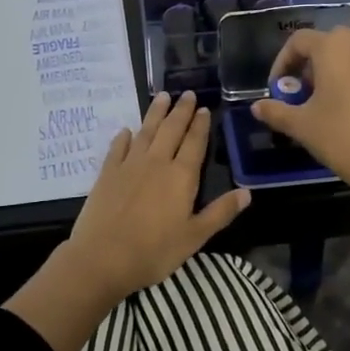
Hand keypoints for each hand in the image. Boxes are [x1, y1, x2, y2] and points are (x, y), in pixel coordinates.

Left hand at [61, 90, 250, 301]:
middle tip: (187, 93)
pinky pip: (117, 148)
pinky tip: (126, 131)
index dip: (200, 125)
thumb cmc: (154, 251)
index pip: (194, 143)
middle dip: (181, 111)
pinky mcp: (107, 173)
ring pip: (145, 132)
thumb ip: (220, 212)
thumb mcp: (194, 237)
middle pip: (171, 130)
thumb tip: (247, 193)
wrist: (102, 257)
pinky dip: (124, 137)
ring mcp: (129, 165)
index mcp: (181, 176)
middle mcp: (156, 163)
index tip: (204, 109)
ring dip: (155, 113)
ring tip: (162, 97)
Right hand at [250, 29, 349, 198]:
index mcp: (334, 46)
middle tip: (299, 94)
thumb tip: (257, 107)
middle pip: (326, 44)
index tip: (277, 88)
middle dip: (307, 66)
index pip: (298, 41)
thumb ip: (276, 111)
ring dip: (330, 72)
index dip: (282, 62)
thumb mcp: (301, 125)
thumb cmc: (341, 137)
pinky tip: (346, 109)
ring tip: (320, 102)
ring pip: (348, 55)